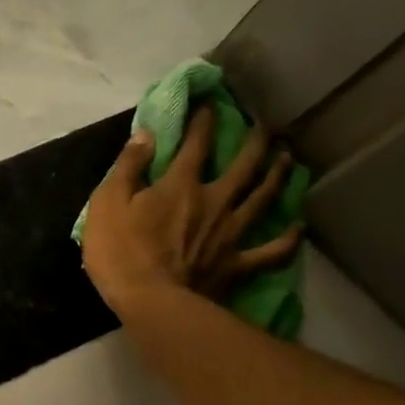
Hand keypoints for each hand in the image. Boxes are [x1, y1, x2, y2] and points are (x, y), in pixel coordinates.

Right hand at [81, 105, 302, 313]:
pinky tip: (297, 228)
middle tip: (263, 125)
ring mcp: (230, 233)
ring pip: (263, 198)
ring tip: (287, 158)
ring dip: (277, 175)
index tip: (210, 103)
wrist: (150, 302)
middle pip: (244, 165)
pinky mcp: (237, 264)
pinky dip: (287, 239)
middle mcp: (214, 201)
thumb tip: (147, 134)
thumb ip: (128, 166)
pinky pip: (271, 251)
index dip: (203, 120)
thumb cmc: (120, 252)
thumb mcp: (107, 203)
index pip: (196, 143)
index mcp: (181, 185)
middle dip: (255, 141)